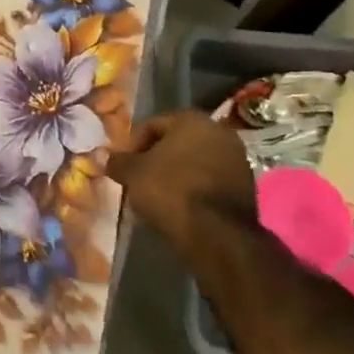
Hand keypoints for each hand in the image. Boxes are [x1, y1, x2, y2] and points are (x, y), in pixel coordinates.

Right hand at [107, 108, 256, 257]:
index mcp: (192, 119)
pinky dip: (195, 188)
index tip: (124, 166)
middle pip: (177, 142)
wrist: (218, 235)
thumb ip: (118, 161)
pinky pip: (211, 180)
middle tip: (140, 179)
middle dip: (157, 158)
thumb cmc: (171, 191)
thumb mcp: (133, 174)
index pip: (152, 125)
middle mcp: (219, 131)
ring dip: (177, 173)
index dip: (133, 145)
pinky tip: (181, 206)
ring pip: (196, 161)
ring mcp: (237, 159)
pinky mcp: (248, 186)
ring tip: (159, 195)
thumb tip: (105, 156)